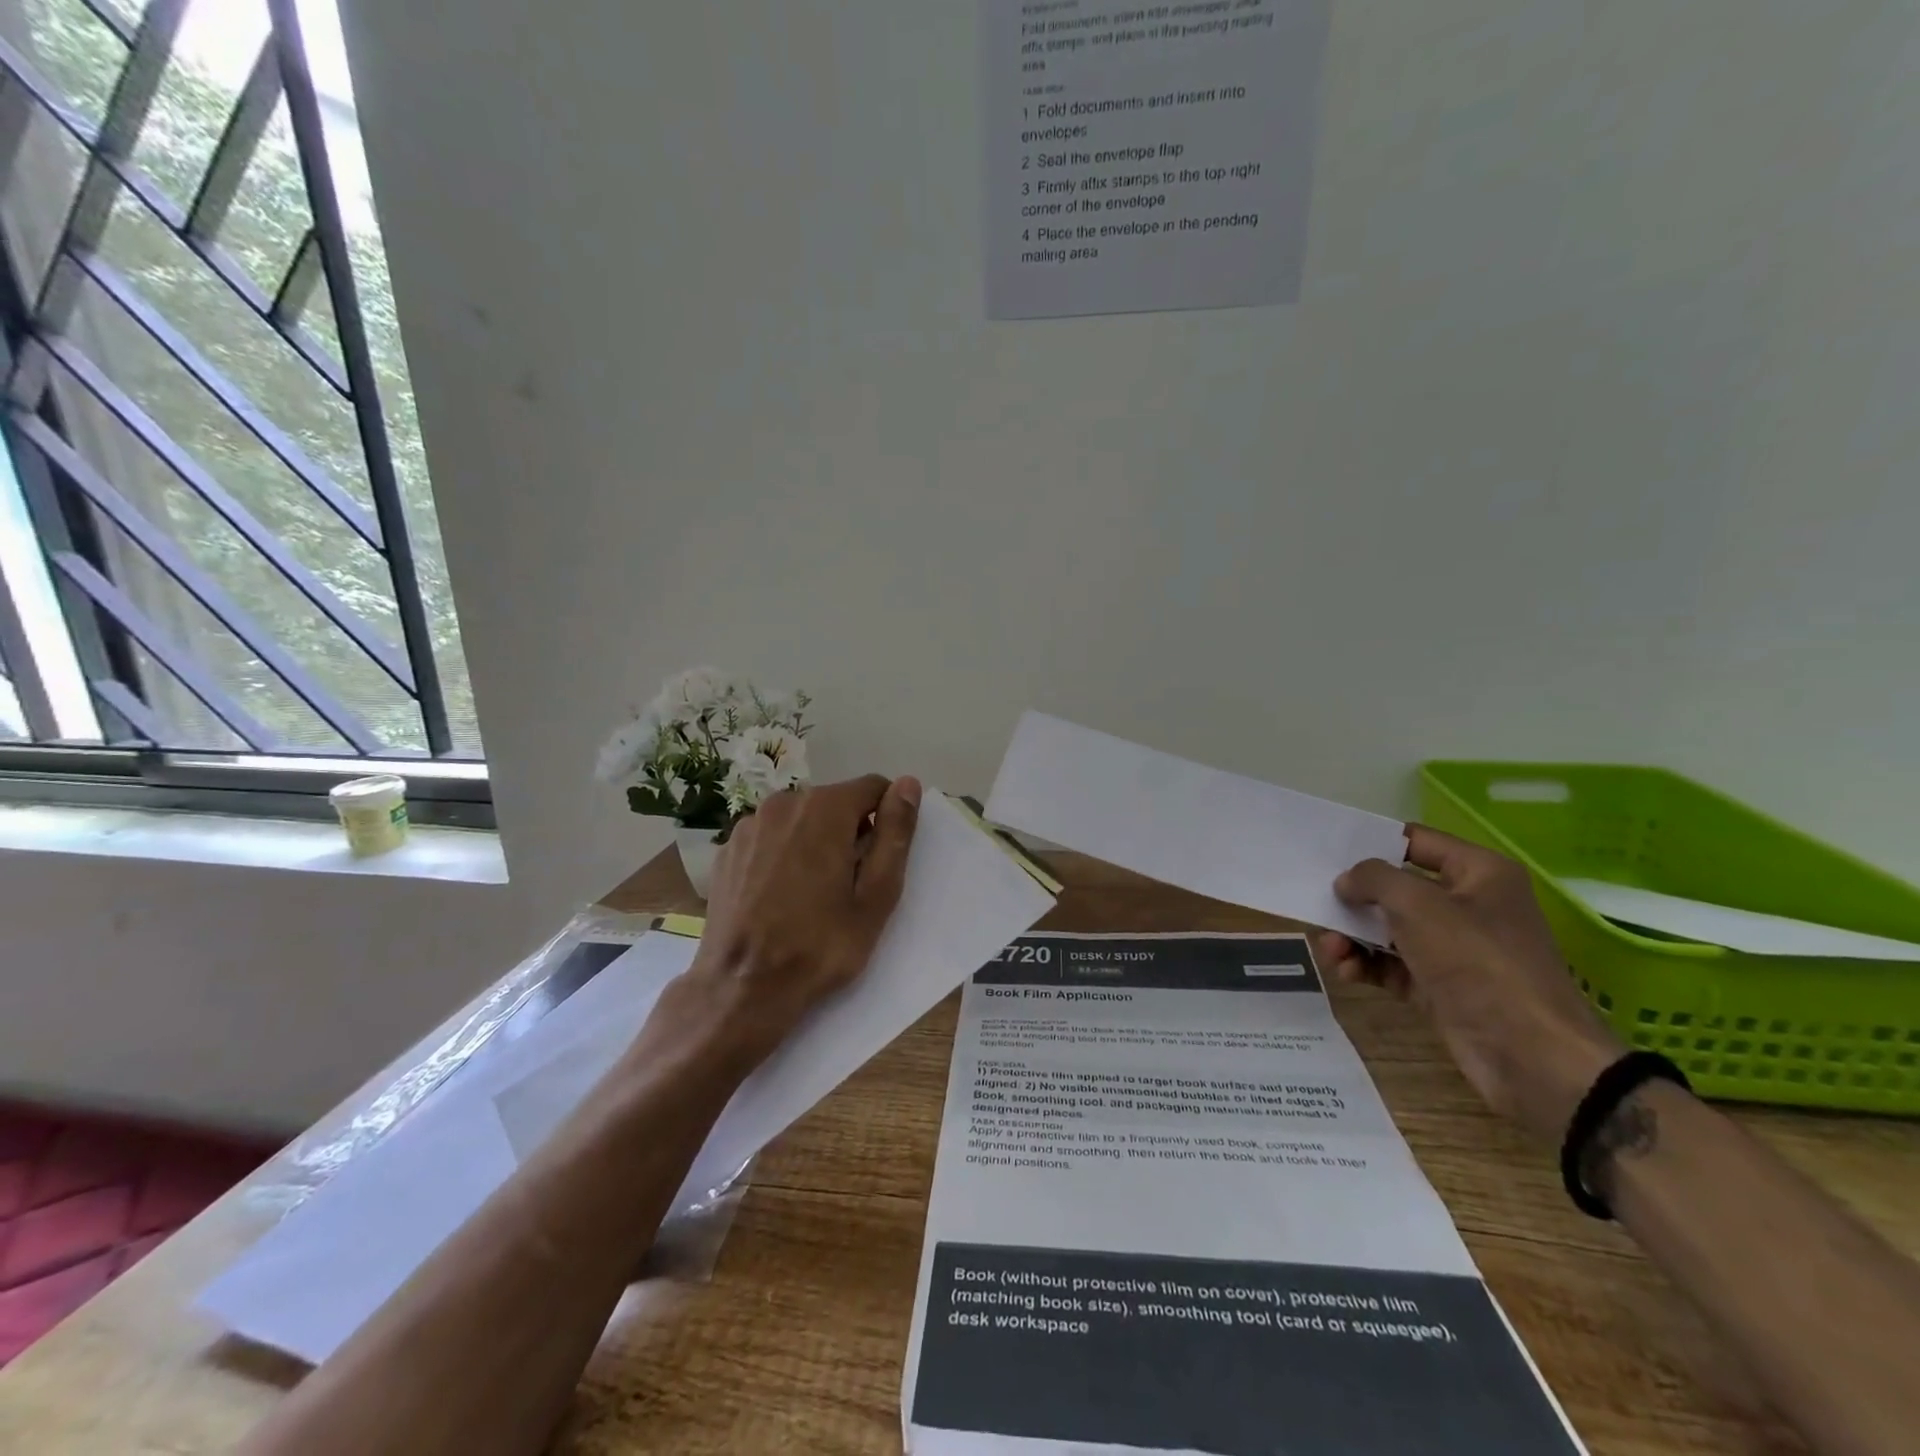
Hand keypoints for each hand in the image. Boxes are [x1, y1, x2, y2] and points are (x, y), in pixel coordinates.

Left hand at [662, 774, 921, 1075]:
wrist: (741, 989)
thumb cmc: (820, 946)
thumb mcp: (876, 896)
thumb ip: (894, 833)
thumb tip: (908, 784)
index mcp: (824, 808)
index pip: (872, 787)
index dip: (887, 816)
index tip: (883, 857)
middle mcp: (783, 802)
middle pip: (834, 803)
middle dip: (850, 832)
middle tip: (851, 885)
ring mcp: (749, 826)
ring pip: (801, 820)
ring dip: (815, 842)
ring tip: (813, 894)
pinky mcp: (727, 850)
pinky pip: (771, 838)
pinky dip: (783, 854)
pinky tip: (780, 896)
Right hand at [1313, 825, 1624, 1143]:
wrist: (1531, 1056)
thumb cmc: (1477, 961)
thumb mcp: (1417, 904)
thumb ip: (1373, 879)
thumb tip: (1347, 883)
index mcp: (1479, 873)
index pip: (1415, 841)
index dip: (1371, 843)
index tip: (1326, 852)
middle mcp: (1468, 905)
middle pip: (1396, 888)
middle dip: (1354, 898)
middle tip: (1318, 904)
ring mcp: (1455, 949)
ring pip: (1389, 929)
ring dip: (1353, 936)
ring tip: (1330, 949)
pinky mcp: (1440, 987)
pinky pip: (1392, 965)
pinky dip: (1366, 965)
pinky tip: (1346, 971)